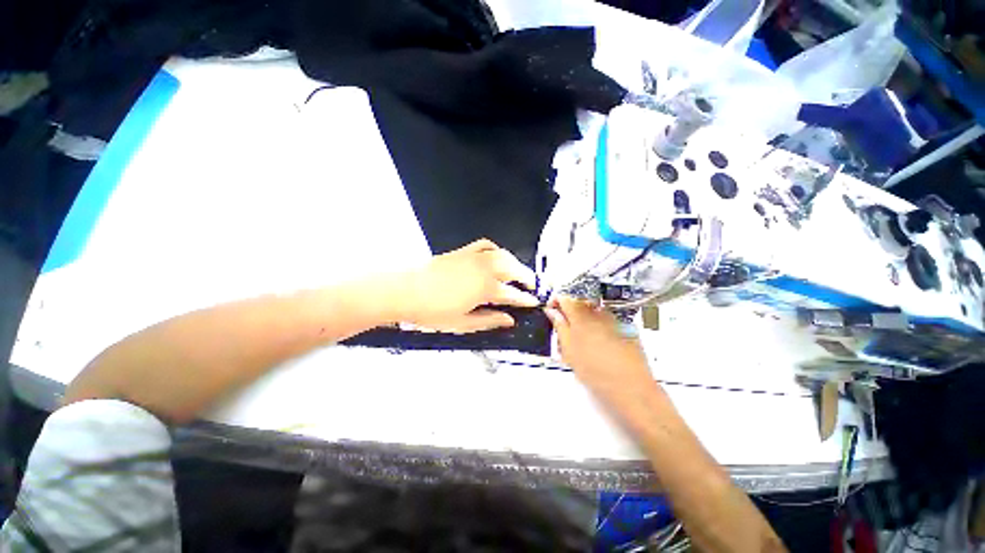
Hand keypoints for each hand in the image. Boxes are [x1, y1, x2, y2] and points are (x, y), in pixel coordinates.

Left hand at [399, 239, 538, 332]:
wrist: (406, 291)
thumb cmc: (433, 311)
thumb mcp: (463, 323)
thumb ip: (489, 320)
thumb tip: (509, 320)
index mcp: (486, 288)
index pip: (513, 293)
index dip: (526, 299)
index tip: (535, 301)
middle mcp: (485, 268)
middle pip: (513, 269)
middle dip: (526, 277)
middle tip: (532, 285)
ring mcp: (474, 257)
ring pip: (503, 255)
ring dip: (515, 262)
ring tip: (519, 272)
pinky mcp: (463, 251)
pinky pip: (485, 245)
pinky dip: (495, 249)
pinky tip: (496, 256)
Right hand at [544, 296, 654, 399]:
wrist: (630, 386)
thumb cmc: (595, 370)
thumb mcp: (569, 349)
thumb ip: (559, 326)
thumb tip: (552, 311)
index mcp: (580, 316)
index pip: (564, 298)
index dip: (555, 302)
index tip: (551, 310)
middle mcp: (597, 313)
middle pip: (579, 302)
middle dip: (569, 310)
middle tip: (563, 326)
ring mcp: (612, 319)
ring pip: (593, 311)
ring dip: (583, 318)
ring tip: (580, 337)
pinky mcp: (624, 327)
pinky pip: (606, 319)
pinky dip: (597, 325)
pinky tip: (597, 343)